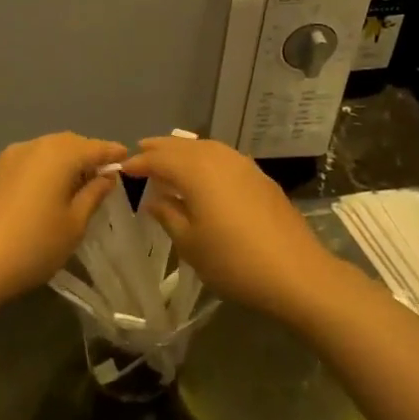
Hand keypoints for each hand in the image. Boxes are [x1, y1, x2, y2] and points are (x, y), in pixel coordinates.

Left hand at [0, 133, 128, 304]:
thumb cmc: (34, 245)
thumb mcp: (74, 224)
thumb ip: (93, 194)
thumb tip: (105, 175)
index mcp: (58, 154)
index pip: (94, 146)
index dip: (112, 152)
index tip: (127, 159)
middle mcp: (32, 146)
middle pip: (68, 144)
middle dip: (87, 155)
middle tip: (102, 175)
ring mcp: (7, 158)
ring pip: (45, 151)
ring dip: (63, 162)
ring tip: (75, 185)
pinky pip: (26, 163)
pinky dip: (42, 171)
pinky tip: (45, 193)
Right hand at [121, 137, 339, 314]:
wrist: (296, 273)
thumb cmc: (233, 261)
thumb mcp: (190, 244)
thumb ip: (169, 216)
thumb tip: (155, 199)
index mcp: (196, 171)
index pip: (159, 159)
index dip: (140, 163)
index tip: (123, 170)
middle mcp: (219, 158)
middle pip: (183, 146)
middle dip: (160, 149)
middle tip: (141, 154)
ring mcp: (244, 165)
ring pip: (206, 148)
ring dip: (184, 151)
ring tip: (169, 160)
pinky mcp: (261, 178)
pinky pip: (224, 158)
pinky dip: (206, 159)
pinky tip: (204, 174)